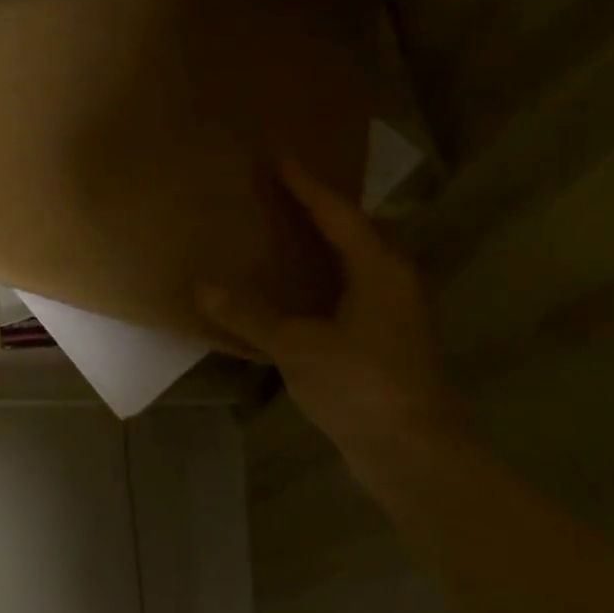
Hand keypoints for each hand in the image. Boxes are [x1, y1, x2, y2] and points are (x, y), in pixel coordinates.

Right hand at [196, 160, 458, 451]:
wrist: (412, 452)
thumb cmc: (359, 385)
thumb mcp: (296, 346)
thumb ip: (249, 315)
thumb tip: (201, 286)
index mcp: (379, 271)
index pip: (339, 215)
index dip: (308, 187)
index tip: (281, 160)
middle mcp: (394, 283)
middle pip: (357, 233)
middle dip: (323, 211)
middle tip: (285, 193)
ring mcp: (394, 315)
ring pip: (356, 264)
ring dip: (325, 246)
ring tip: (287, 234)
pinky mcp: (386, 343)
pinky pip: (351, 292)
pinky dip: (323, 279)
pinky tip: (297, 292)